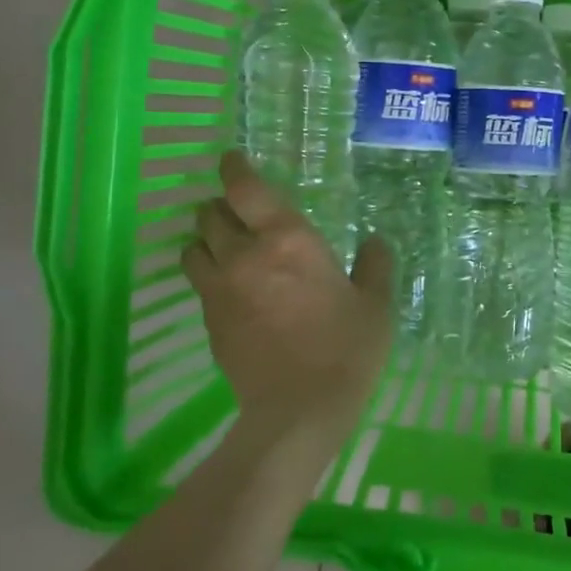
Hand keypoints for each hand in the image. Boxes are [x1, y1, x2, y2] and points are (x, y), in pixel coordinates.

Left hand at [182, 151, 393, 452]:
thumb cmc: (346, 349)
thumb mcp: (376, 304)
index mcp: (287, 241)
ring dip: (206, 240)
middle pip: (209, 214)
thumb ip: (375, 265)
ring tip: (226, 247)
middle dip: (219, 206)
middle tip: (237, 210)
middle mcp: (244, 256)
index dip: (234, 168)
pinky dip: (209, 275)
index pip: (244, 188)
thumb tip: (375, 242)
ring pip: (193, 248)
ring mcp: (220, 290)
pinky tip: (232, 289)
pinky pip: (199, 284)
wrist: (299, 410)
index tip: (233, 160)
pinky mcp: (209, 322)